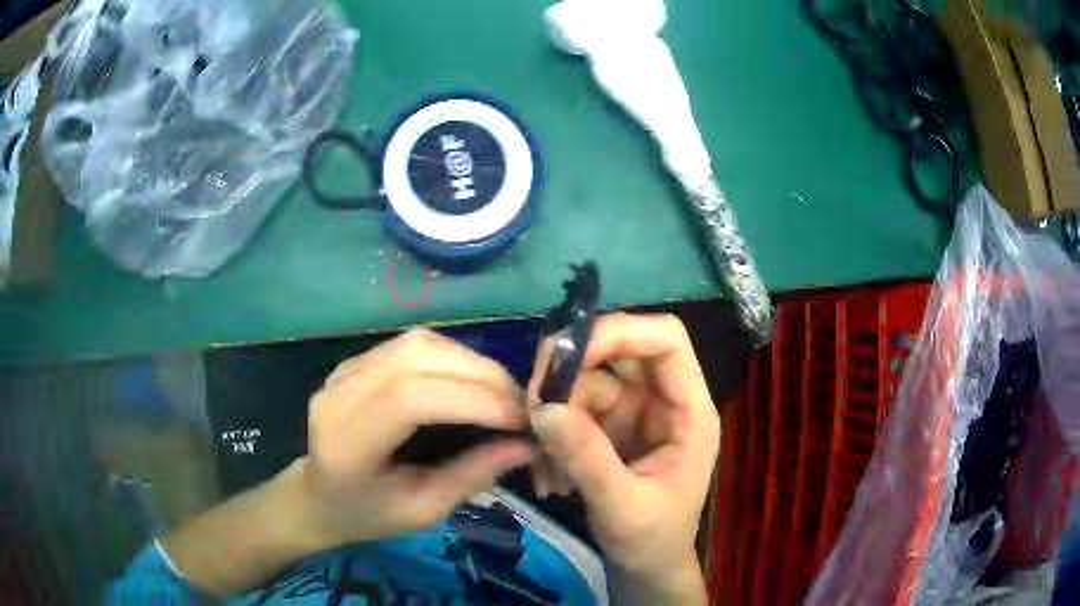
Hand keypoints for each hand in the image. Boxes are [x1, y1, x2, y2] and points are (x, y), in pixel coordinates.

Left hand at [291, 328, 533, 549]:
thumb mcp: (422, 512)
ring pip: (419, 343)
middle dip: (481, 376)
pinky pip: (413, 345)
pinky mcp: (357, 361)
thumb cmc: (367, 515)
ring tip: (502, 393)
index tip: (520, 421)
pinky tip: (473, 381)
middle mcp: (339, 394)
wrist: (318, 496)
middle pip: (416, 358)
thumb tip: (527, 445)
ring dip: (471, 362)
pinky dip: (454, 357)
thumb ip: (470, 476)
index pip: (409, 398)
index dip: (471, 400)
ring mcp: (345, 370)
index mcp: (345, 443)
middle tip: (521, 405)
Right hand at [527, 313, 718, 601]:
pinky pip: (571, 411)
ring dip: (556, 417)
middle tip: (533, 402)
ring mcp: (632, 412)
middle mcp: (661, 400)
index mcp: (689, 410)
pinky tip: (551, 479)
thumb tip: (542, 407)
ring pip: (585, 383)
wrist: (645, 568)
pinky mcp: (607, 428)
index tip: (566, 354)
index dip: (620, 332)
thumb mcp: (622, 506)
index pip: (666, 340)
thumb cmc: (651, 541)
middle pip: (617, 352)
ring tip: (546, 468)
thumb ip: (587, 458)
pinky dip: (553, 438)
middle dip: (570, 372)